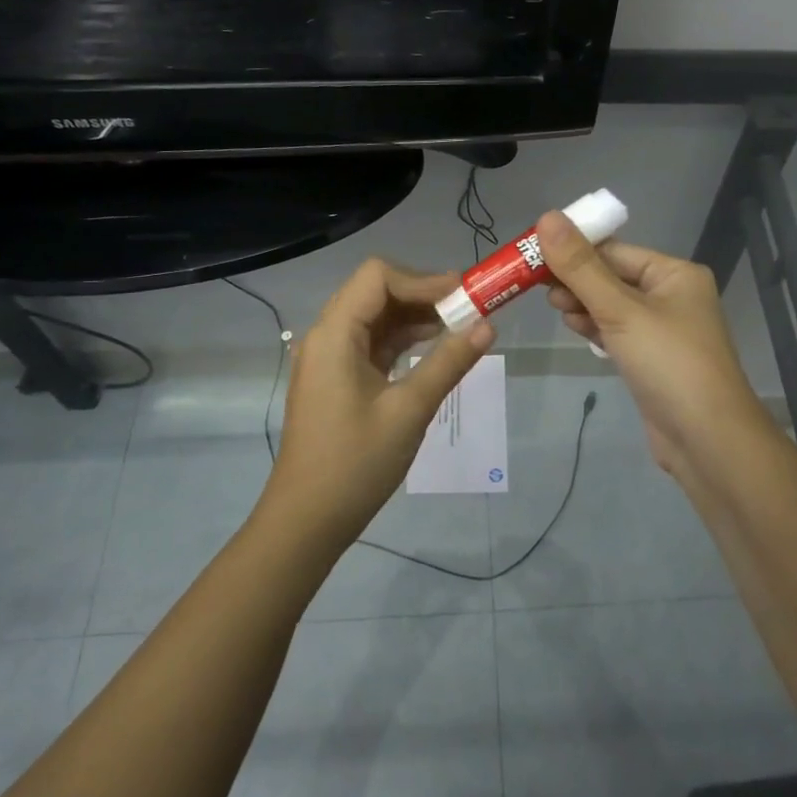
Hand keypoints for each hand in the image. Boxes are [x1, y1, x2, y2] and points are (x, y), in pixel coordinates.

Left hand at [261, 258, 495, 551]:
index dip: (423, 280)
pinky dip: (402, 340)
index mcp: (335, 334)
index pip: (378, 277)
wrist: (308, 519)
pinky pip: (371, 343)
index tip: (464, 296)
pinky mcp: (336, 378)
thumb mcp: (410, 410)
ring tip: (459, 327)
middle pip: (375, 292)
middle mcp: (326, 336)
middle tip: (468, 308)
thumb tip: (488, 326)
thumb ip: (449, 362)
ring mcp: (329, 358)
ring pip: (374, 317)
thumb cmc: (356, 463)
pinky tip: (434, 349)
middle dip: (422, 294)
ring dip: (414, 317)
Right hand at [539, 210, 772, 478]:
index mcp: (674, 274)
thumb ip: (580, 267)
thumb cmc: (668, 363)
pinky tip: (575, 328)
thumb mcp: (620, 310)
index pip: (614, 251)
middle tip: (538, 288)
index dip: (573, 251)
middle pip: (611, 276)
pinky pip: (617, 331)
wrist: (707, 440)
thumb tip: (546, 217)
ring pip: (611, 305)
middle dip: (576, 280)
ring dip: (582, 304)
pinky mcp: (652, 359)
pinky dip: (595, 327)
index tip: (533, 256)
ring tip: (556, 309)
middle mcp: (672, 295)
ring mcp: (663, 330)